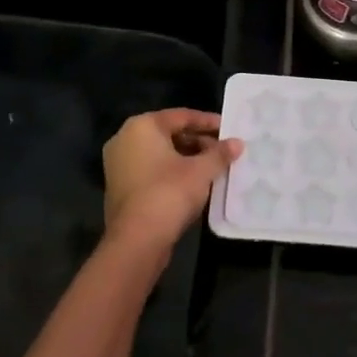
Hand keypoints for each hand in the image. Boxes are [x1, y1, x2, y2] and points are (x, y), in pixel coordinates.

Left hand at [101, 109, 241, 260]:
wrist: (136, 240)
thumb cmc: (169, 193)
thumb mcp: (201, 171)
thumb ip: (220, 154)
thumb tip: (237, 143)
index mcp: (142, 126)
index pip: (181, 116)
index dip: (208, 122)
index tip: (229, 130)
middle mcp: (125, 138)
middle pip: (169, 133)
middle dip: (198, 142)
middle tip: (222, 151)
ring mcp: (118, 164)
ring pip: (160, 153)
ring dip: (186, 158)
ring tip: (212, 168)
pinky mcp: (120, 186)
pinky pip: (150, 170)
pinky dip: (171, 172)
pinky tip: (193, 183)